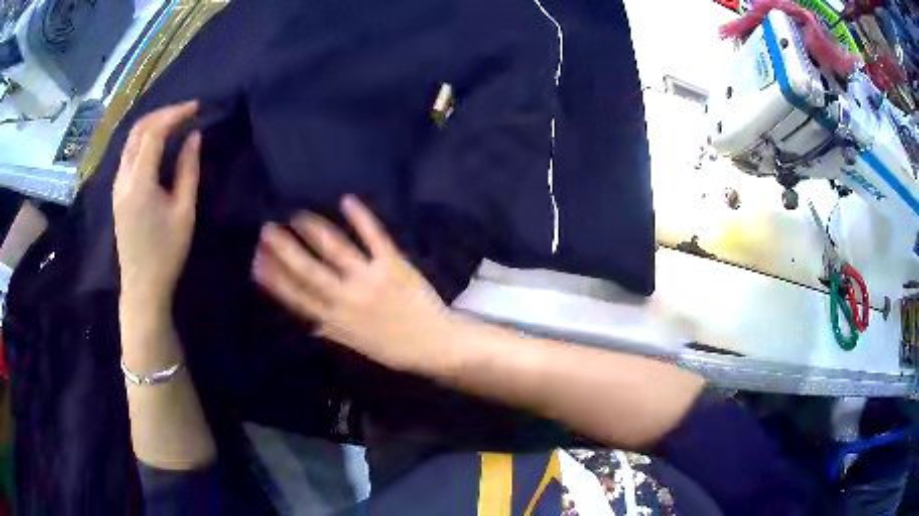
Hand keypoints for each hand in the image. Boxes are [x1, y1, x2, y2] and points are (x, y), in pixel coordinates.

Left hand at [114, 101, 201, 310]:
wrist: (142, 287)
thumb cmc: (166, 253)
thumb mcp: (184, 212)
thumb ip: (188, 170)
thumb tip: (194, 137)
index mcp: (139, 182)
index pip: (154, 132)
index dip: (176, 114)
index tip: (197, 107)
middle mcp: (123, 177)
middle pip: (138, 130)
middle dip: (163, 113)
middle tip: (186, 111)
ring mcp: (117, 185)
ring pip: (130, 140)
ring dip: (152, 124)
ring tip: (174, 122)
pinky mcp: (117, 192)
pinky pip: (128, 154)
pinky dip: (144, 139)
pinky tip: (157, 142)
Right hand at [253, 196, 453, 372]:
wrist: (433, 344)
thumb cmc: (393, 347)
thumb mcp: (356, 345)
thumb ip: (330, 330)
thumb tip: (307, 323)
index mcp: (334, 320)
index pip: (295, 296)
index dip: (273, 277)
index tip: (257, 260)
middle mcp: (346, 298)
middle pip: (307, 269)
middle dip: (283, 248)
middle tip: (266, 230)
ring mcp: (370, 279)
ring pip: (334, 248)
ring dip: (313, 229)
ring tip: (298, 216)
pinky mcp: (393, 265)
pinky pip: (374, 236)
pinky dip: (360, 216)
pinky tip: (347, 200)